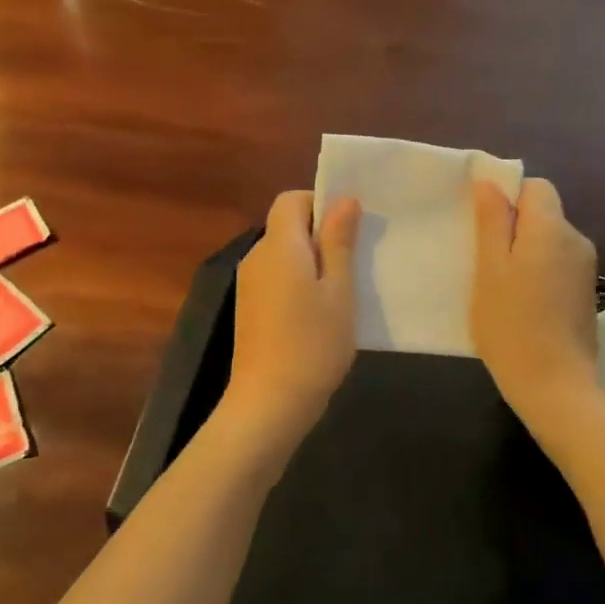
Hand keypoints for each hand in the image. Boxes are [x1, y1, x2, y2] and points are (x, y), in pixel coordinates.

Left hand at [223, 190, 361, 450]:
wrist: (269, 403)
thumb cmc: (313, 343)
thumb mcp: (339, 290)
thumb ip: (339, 242)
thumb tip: (344, 200)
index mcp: (279, 245)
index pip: (290, 200)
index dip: (319, 202)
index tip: (349, 227)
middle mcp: (256, 257)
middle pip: (286, 227)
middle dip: (320, 234)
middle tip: (356, 260)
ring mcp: (249, 285)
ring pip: (283, 255)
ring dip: (311, 262)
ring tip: (343, 290)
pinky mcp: (249, 309)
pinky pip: (276, 279)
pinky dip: (298, 283)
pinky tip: (320, 313)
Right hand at [472, 178, 600, 428]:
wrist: (555, 386)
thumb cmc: (511, 325)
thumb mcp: (490, 270)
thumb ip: (492, 222)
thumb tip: (490, 182)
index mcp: (552, 229)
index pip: (535, 186)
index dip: (507, 196)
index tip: (481, 224)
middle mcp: (576, 241)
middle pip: (543, 214)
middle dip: (512, 227)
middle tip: (481, 258)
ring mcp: (585, 269)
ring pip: (548, 242)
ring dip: (523, 253)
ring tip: (497, 285)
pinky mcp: (585, 294)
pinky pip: (557, 266)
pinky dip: (537, 273)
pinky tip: (519, 303)